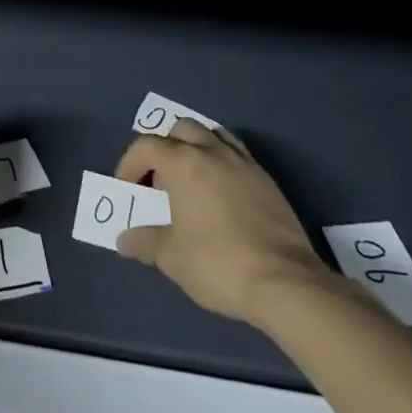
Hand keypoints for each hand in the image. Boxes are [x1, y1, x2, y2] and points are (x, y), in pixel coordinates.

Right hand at [114, 120, 331, 323]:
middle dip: (164, 149)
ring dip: (196, 149)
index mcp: (183, 162)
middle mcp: (213, 152)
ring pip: (213, 135)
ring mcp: (244, 163)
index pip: (146, 145)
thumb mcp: (170, 257)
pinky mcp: (268, 181)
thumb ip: (144, 242)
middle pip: (180, 129)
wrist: (285, 283)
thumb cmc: (217, 263)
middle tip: (160, 183)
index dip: (129, 164)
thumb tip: (125, 240)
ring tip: (191, 181)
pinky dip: (222, 163)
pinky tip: (222, 195)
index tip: (126, 189)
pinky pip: (238, 155)